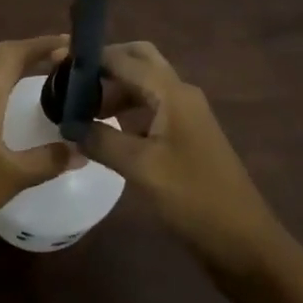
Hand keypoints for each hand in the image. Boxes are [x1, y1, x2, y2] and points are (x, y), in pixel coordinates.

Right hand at [81, 42, 282, 280]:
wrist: (246, 244)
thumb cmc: (195, 199)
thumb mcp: (141, 169)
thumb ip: (102, 141)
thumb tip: (68, 125)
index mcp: (172, 93)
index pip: (124, 59)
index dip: (90, 59)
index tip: (56, 65)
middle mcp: (180, 94)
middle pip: (139, 61)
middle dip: (105, 66)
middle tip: (72, 83)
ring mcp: (185, 116)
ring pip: (143, 86)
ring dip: (113, 90)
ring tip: (79, 111)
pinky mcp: (185, 138)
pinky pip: (149, 110)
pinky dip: (125, 112)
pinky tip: (104, 132)